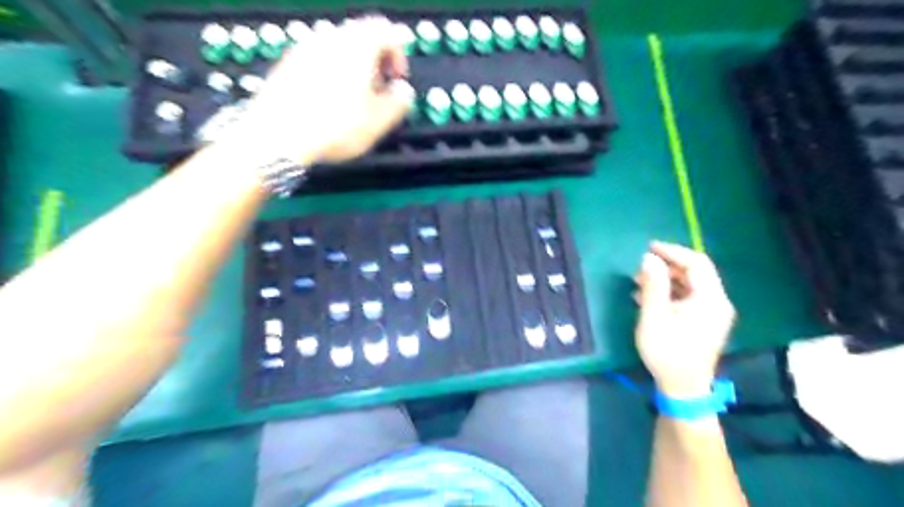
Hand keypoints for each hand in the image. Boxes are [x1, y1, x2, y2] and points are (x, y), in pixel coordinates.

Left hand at [231, 15, 414, 164]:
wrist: (278, 135)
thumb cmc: (333, 127)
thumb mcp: (378, 121)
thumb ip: (399, 102)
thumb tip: (403, 92)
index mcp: (357, 46)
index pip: (386, 31)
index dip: (398, 55)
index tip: (397, 80)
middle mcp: (330, 38)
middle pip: (361, 35)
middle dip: (376, 60)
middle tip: (379, 89)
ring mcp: (305, 48)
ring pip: (339, 47)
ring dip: (354, 66)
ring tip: (355, 98)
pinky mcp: (288, 64)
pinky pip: (318, 59)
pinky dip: (331, 72)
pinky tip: (330, 101)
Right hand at [630, 244, 737, 397]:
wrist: (682, 389)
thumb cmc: (667, 352)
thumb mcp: (654, 317)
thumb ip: (653, 286)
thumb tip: (649, 258)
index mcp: (710, 299)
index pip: (697, 263)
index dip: (673, 252)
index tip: (649, 247)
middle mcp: (716, 302)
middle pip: (695, 273)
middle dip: (667, 266)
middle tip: (641, 267)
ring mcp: (711, 314)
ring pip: (689, 285)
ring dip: (665, 279)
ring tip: (639, 282)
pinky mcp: (703, 322)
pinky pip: (687, 298)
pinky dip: (668, 293)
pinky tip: (646, 297)